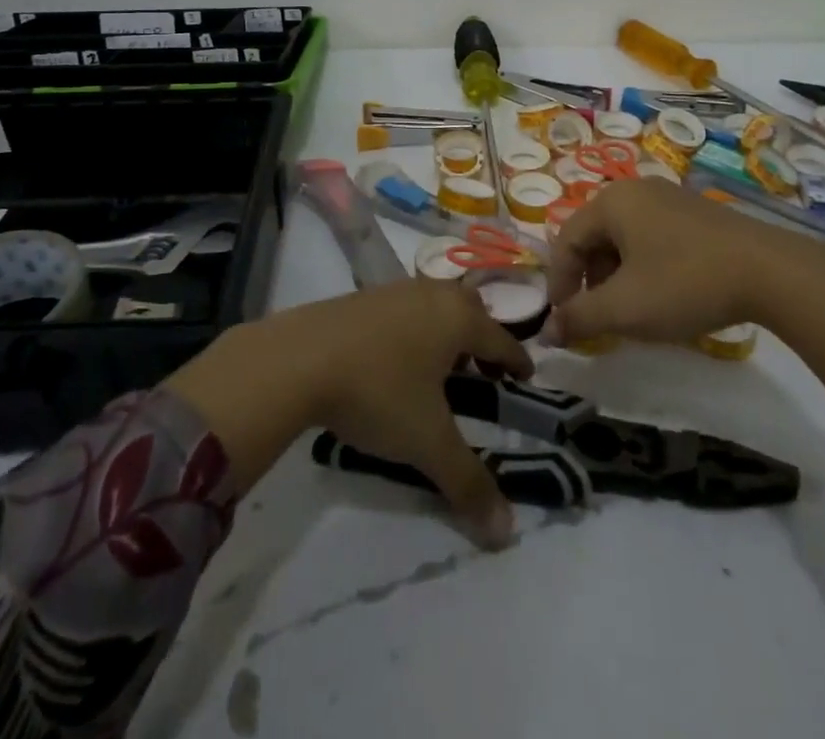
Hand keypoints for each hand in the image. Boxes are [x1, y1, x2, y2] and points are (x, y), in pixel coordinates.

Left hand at [164, 280, 532, 548]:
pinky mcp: (361, 296)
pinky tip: (395, 358)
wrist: (299, 358)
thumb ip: (468, 484)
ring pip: (435, 305)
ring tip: (438, 370)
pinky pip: (404, 308)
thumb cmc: (377, 392)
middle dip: (482, 339)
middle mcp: (432, 294)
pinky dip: (413, 328)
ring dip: (445, 333)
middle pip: (470, 310)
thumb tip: (506, 534)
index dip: (517, 361)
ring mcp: (394, 290)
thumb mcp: (426, 442)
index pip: (501, 339)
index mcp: (458, 318)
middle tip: (482, 373)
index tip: (526, 377)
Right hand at [548, 178, 824, 433]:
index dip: (559, 285)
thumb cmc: (684, 283)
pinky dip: (645, 269)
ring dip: (617, 278)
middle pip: (594, 238)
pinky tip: (664, 297)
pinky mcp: (697, 214)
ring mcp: (670, 199)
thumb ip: (579, 318)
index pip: (565, 241)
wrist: (772, 273)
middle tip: (599, 320)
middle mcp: (636, 191)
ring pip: (624, 240)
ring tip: (632, 313)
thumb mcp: (624, 308)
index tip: (565, 324)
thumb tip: (546, 332)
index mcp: (611, 202)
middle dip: (590, 282)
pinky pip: (653, 238)